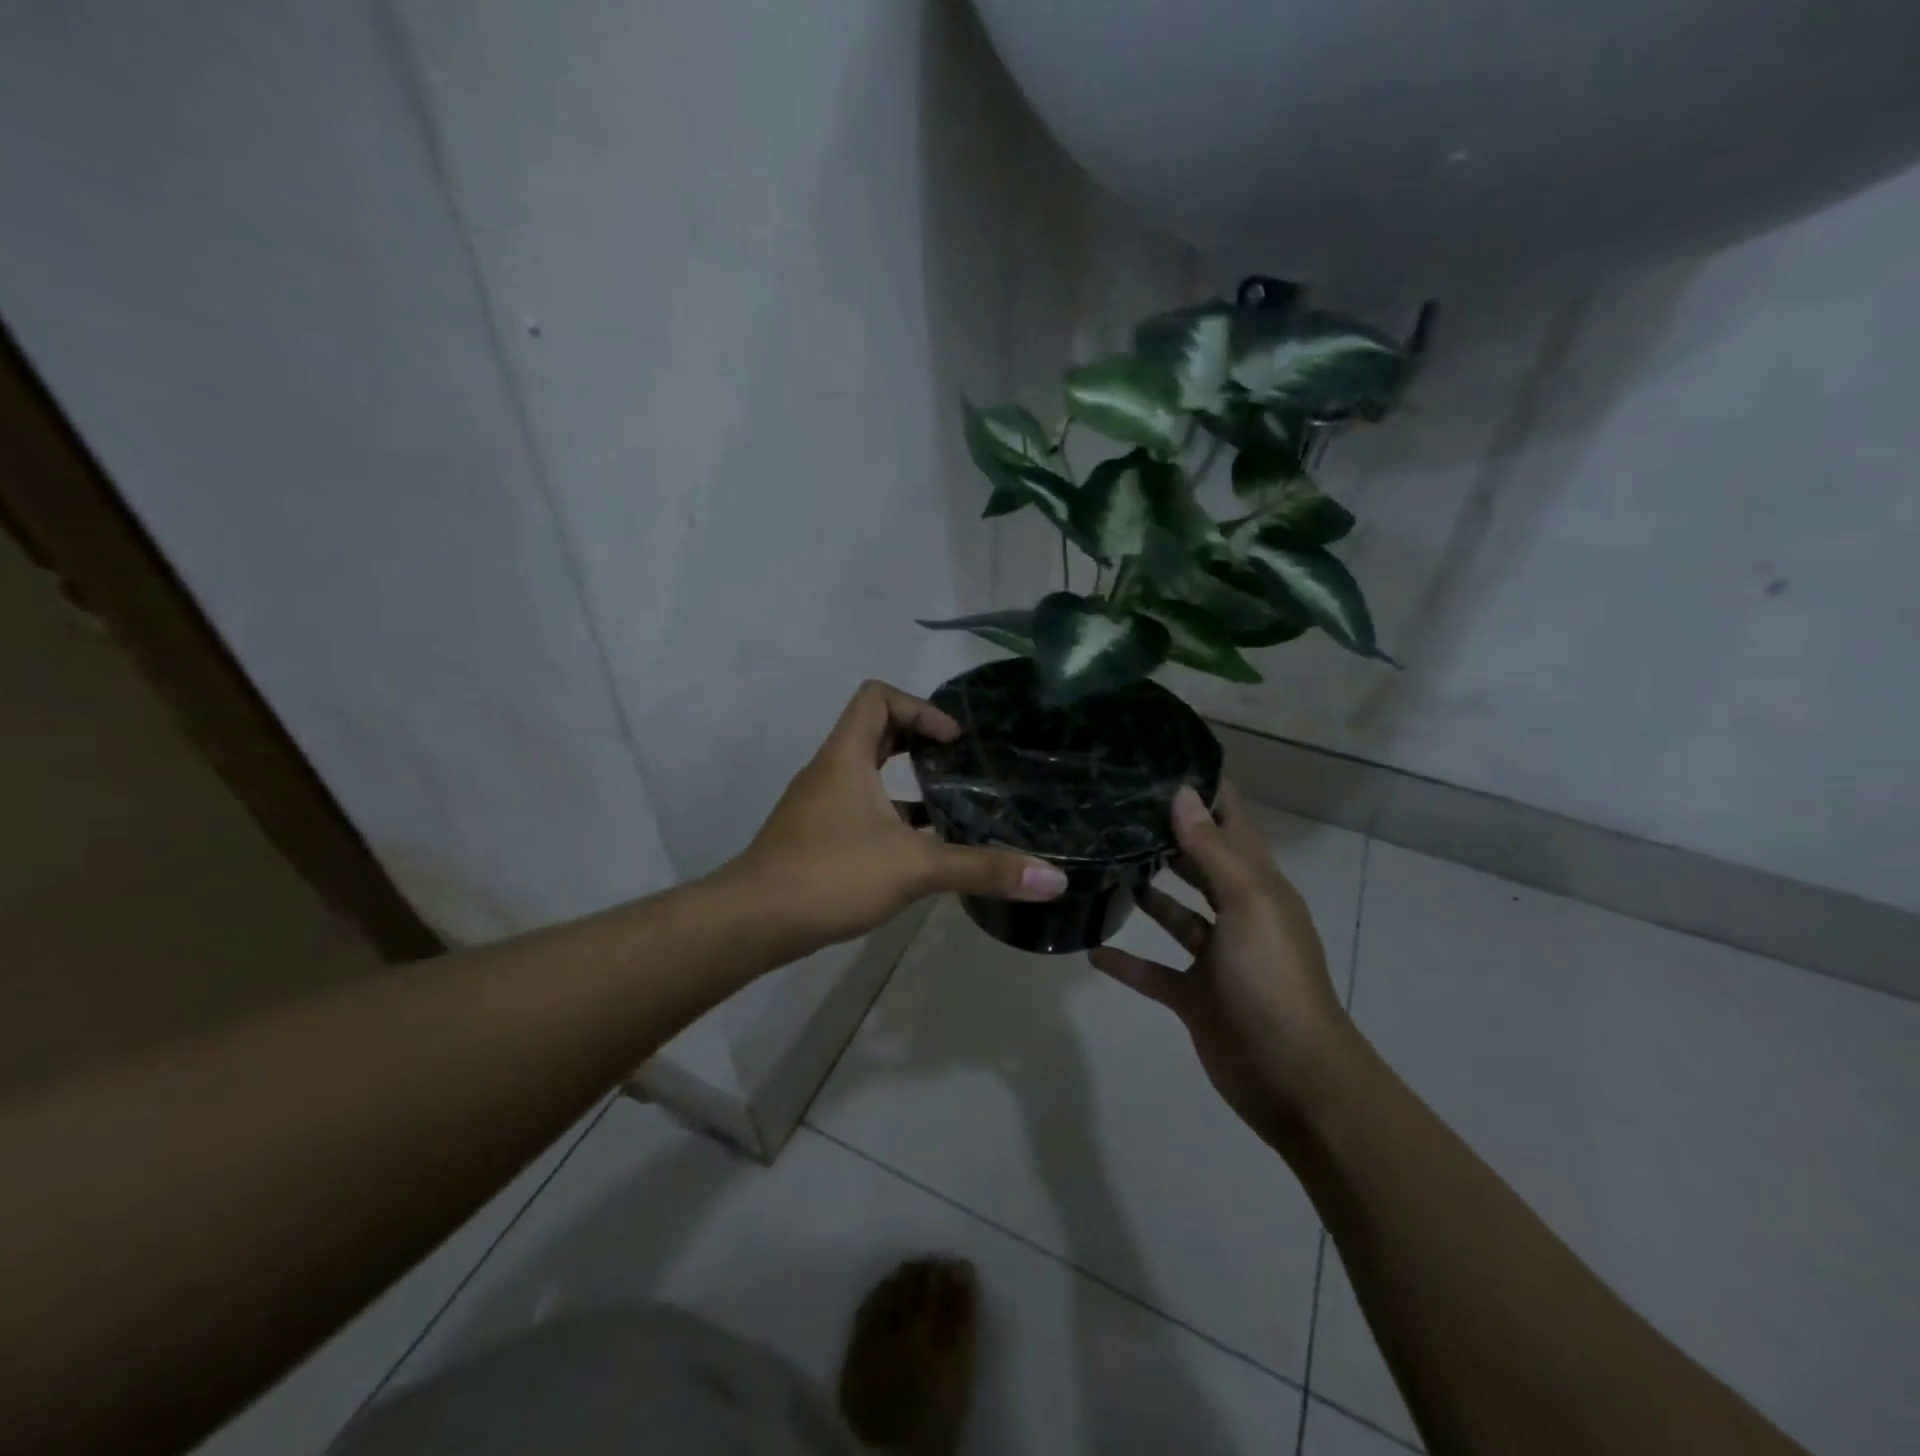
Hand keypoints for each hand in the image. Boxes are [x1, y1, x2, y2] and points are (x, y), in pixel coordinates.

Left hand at [724, 680, 1068, 951]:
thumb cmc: (831, 874)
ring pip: (867, 774)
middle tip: (960, 764)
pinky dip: (891, 815)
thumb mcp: (915, 868)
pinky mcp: (816, 837)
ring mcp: (819, 805)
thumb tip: (1055, 878)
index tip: (953, 742)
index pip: (877, 697)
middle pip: (874, 731)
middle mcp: (830, 771)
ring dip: (907, 782)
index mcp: (846, 757)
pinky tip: (920, 850)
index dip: (920, 708)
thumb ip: (983, 869)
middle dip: (919, 741)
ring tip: (951, 806)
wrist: (752, 922)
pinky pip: (860, 808)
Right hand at [1089, 782, 1356, 1146]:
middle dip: (1169, 837)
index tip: (1165, 760)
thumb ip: (1212, 850)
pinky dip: (1126, 962)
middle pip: (1201, 865)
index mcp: (1258, 887)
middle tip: (1118, 808)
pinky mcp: (1195, 996)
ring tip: (1104, 865)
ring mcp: (1216, 958)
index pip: (1233, 824)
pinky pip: (1153, 971)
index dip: (1207, 792)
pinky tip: (1091, 948)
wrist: (1293, 1078)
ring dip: (1149, 895)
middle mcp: (1238, 915)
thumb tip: (1183, 793)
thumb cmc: (1272, 979)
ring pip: (1177, 915)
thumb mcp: (1247, 904)